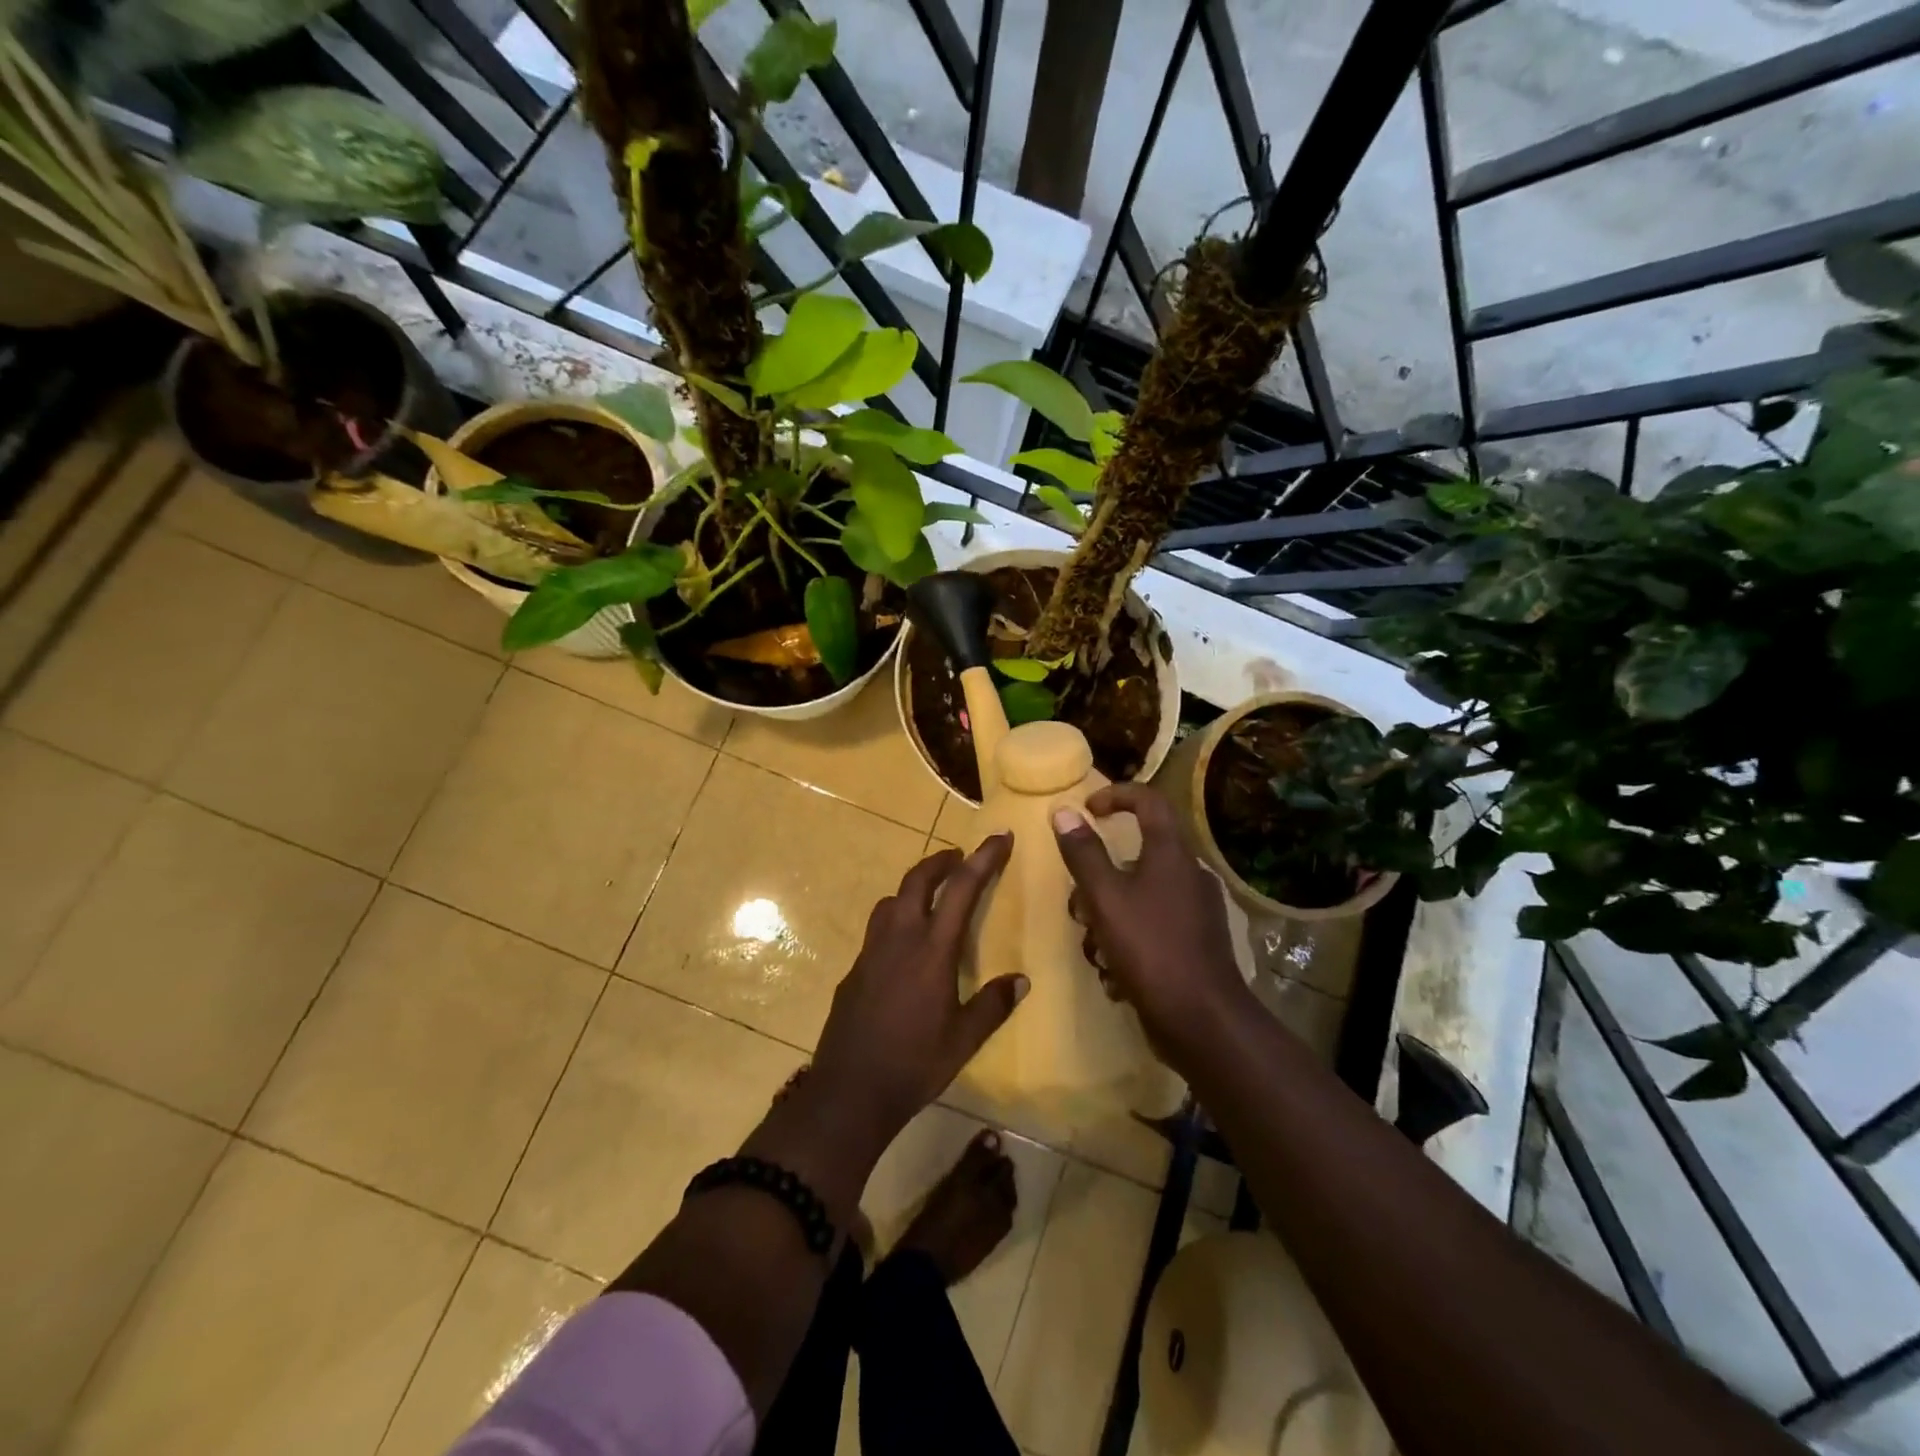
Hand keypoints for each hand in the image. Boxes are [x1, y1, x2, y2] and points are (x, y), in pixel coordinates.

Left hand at [807, 836, 1027, 1150]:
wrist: (850, 1090)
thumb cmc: (914, 1063)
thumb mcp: (964, 1040)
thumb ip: (993, 1005)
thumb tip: (1022, 981)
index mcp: (932, 949)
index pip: (962, 889)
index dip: (983, 858)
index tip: (1000, 836)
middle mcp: (900, 938)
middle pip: (918, 880)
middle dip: (941, 861)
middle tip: (959, 857)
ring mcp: (871, 951)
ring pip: (891, 900)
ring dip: (914, 887)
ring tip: (931, 896)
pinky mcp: (854, 969)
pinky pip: (877, 928)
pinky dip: (895, 918)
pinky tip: (904, 945)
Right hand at [1052, 783, 1250, 1059]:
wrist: (1203, 1021)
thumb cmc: (1150, 948)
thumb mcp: (1105, 898)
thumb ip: (1083, 854)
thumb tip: (1063, 811)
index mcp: (1172, 854)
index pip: (1149, 800)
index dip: (1116, 796)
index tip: (1086, 810)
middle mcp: (1188, 875)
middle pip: (1136, 855)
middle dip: (1099, 879)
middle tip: (1079, 905)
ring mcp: (1195, 912)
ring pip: (1139, 896)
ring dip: (1109, 918)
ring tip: (1095, 950)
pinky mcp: (1194, 944)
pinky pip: (1151, 926)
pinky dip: (1128, 942)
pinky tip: (1116, 975)